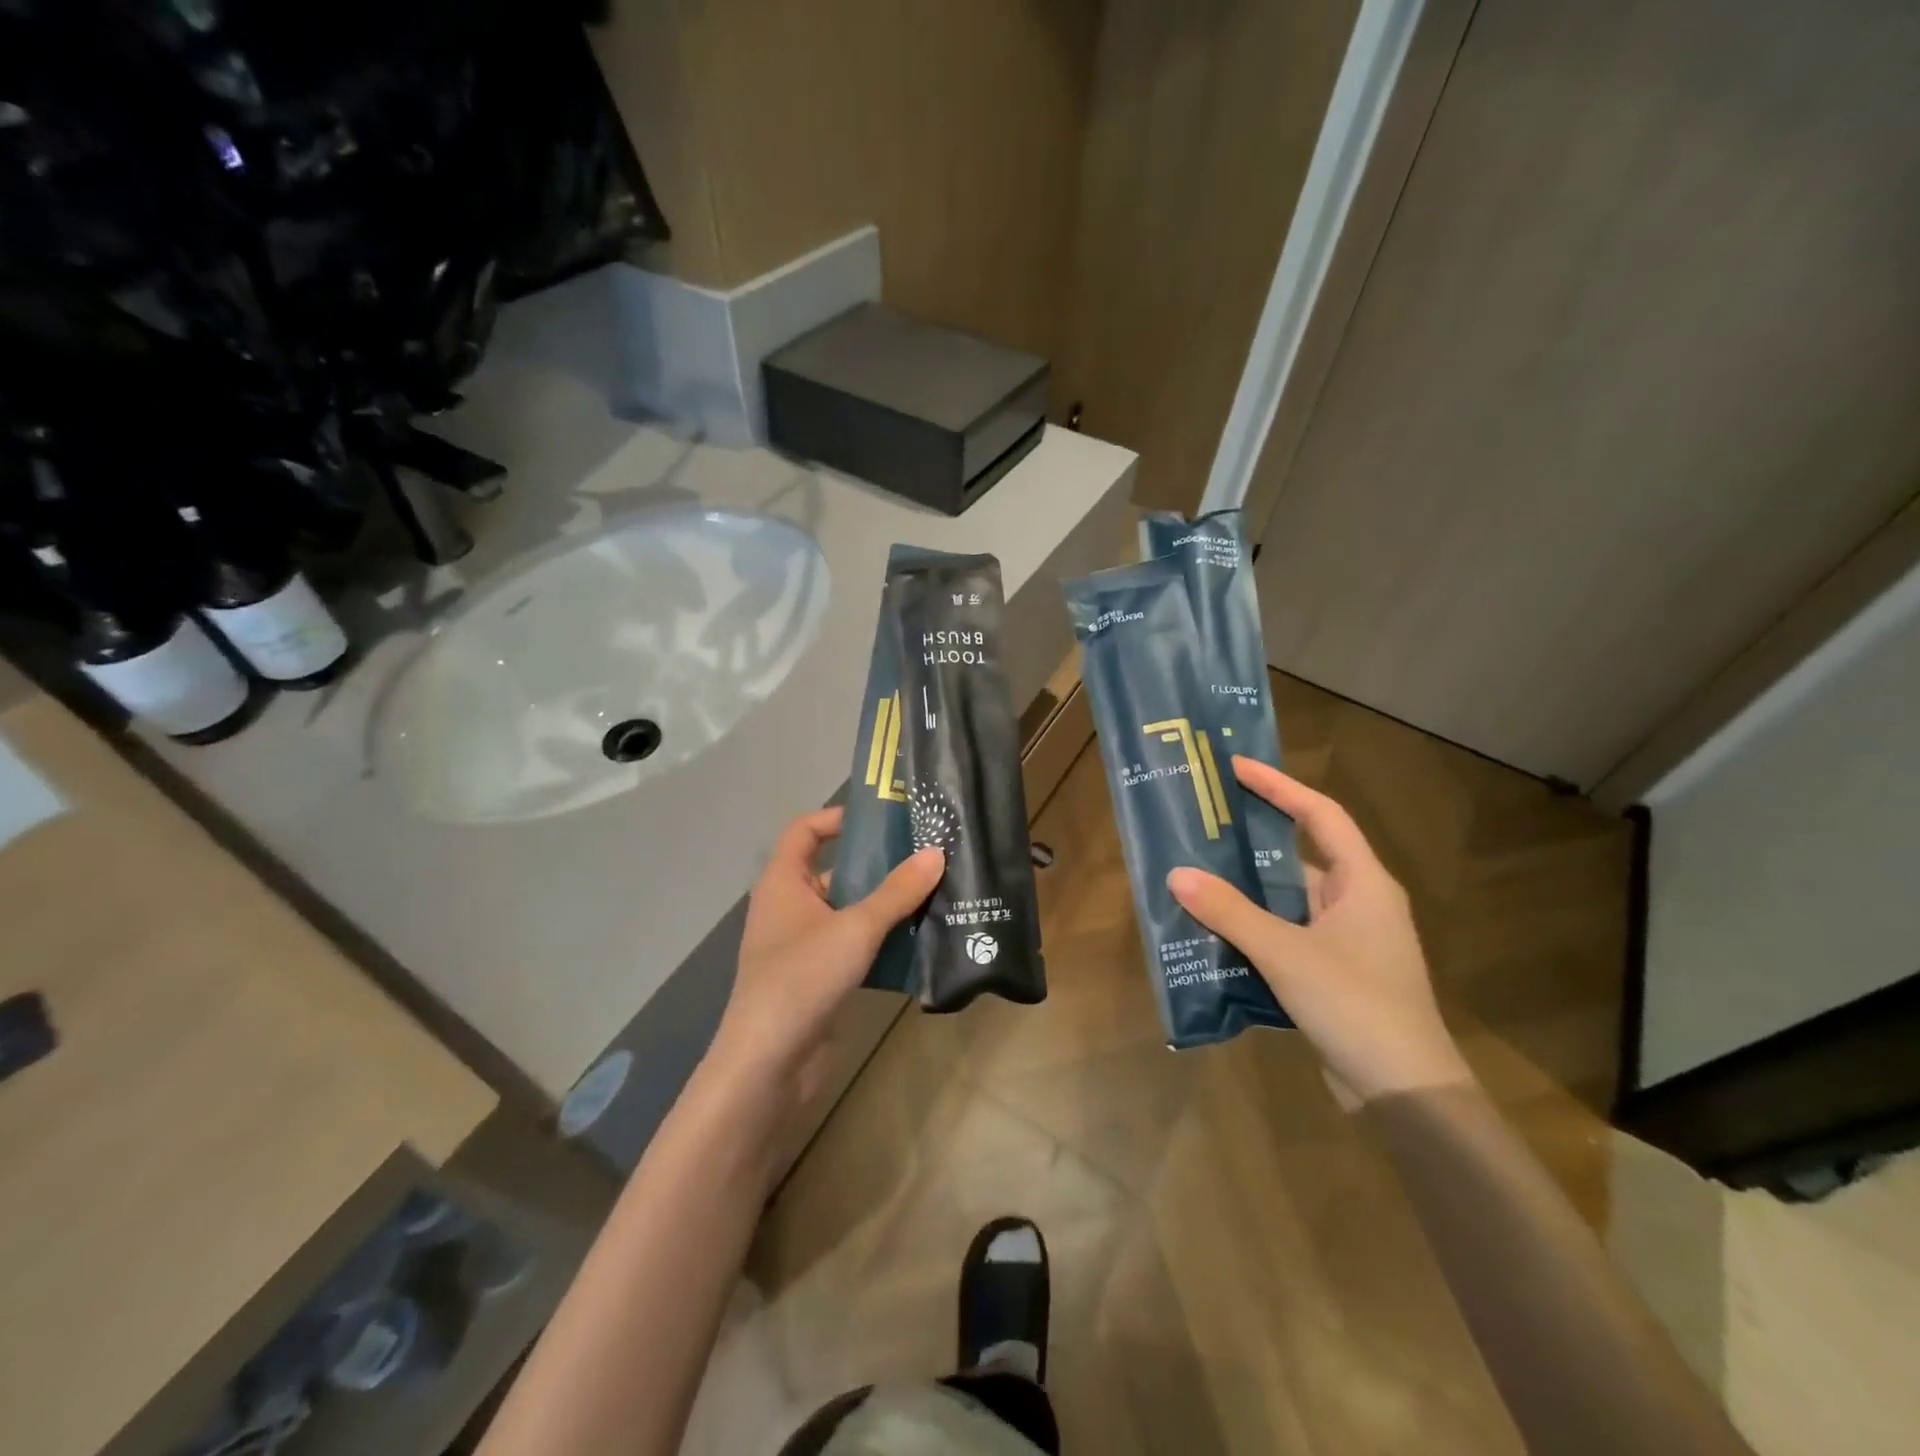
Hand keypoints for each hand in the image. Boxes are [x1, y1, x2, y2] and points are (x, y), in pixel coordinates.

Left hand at [710, 807, 942, 1103]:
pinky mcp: (817, 979)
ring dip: (886, 907)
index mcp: (784, 882)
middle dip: (878, 865)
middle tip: (926, 857)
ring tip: (934, 896)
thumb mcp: (856, 928)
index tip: (884, 818)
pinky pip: (853, 947)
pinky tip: (920, 943)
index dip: (838, 817)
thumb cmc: (802, 977)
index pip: (805, 831)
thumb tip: (936, 853)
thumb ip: (897, 892)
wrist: (768, 1064)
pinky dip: (881, 943)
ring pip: (849, 913)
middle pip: (835, 871)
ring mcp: (802, 946)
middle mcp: (789, 907)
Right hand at [1167, 758, 1472, 1103]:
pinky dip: (1255, 928)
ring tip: (1196, 876)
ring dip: (1248, 891)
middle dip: (1253, 840)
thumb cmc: (1354, 1004)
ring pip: (1290, 900)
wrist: (1405, 1093)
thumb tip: (1177, 874)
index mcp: (1362, 882)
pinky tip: (1216, 933)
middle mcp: (1359, 902)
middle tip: (1204, 824)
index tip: (1236, 768)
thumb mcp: (1285, 952)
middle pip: (1301, 855)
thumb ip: (1230, 911)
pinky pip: (1288, 934)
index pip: (1320, 814)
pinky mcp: (1336, 973)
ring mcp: (1349, 941)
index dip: (1279, 786)